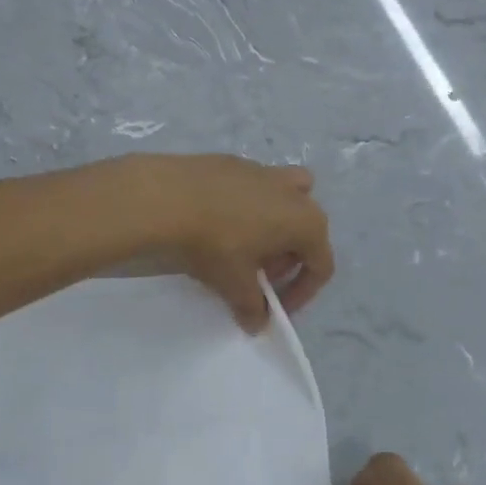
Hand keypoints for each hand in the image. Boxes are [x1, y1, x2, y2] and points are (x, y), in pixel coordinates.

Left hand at [112, 154, 333, 332]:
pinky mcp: (235, 162)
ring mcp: (265, 171)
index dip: (302, 292)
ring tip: (243, 246)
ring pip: (285, 200)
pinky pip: (253, 189)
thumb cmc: (214, 244)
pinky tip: (216, 222)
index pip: (320, 265)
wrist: (165, 197)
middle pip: (306, 231)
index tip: (276, 308)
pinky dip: (247, 208)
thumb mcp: (235, 284)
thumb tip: (257, 322)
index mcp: (306, 222)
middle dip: (287, 259)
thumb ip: (252, 306)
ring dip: (273, 226)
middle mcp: (294, 192)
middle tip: (258, 277)